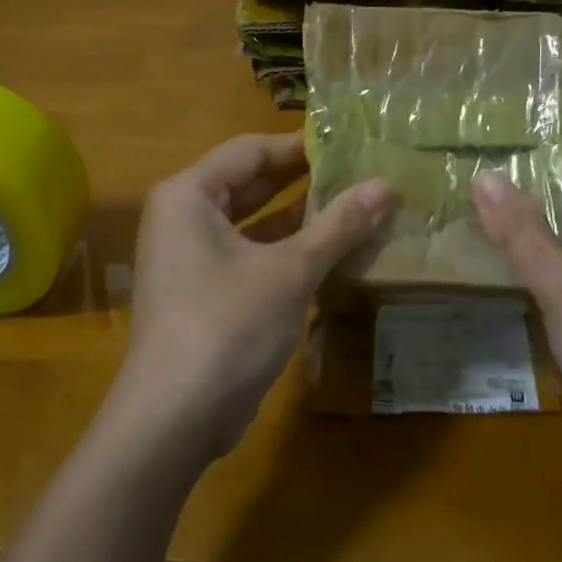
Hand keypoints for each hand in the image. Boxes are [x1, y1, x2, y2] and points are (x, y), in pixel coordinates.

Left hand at [111, 134, 393, 461]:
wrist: (175, 416)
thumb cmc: (228, 325)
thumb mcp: (290, 270)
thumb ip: (338, 226)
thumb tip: (386, 186)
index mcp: (189, 194)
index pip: (251, 150)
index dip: (300, 146)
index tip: (349, 145)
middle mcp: (183, 217)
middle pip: (250, 184)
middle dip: (303, 181)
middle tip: (359, 174)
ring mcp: (190, 258)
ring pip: (252, 223)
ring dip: (299, 219)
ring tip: (355, 208)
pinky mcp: (203, 292)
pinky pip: (249, 255)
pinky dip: (285, 251)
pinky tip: (330, 253)